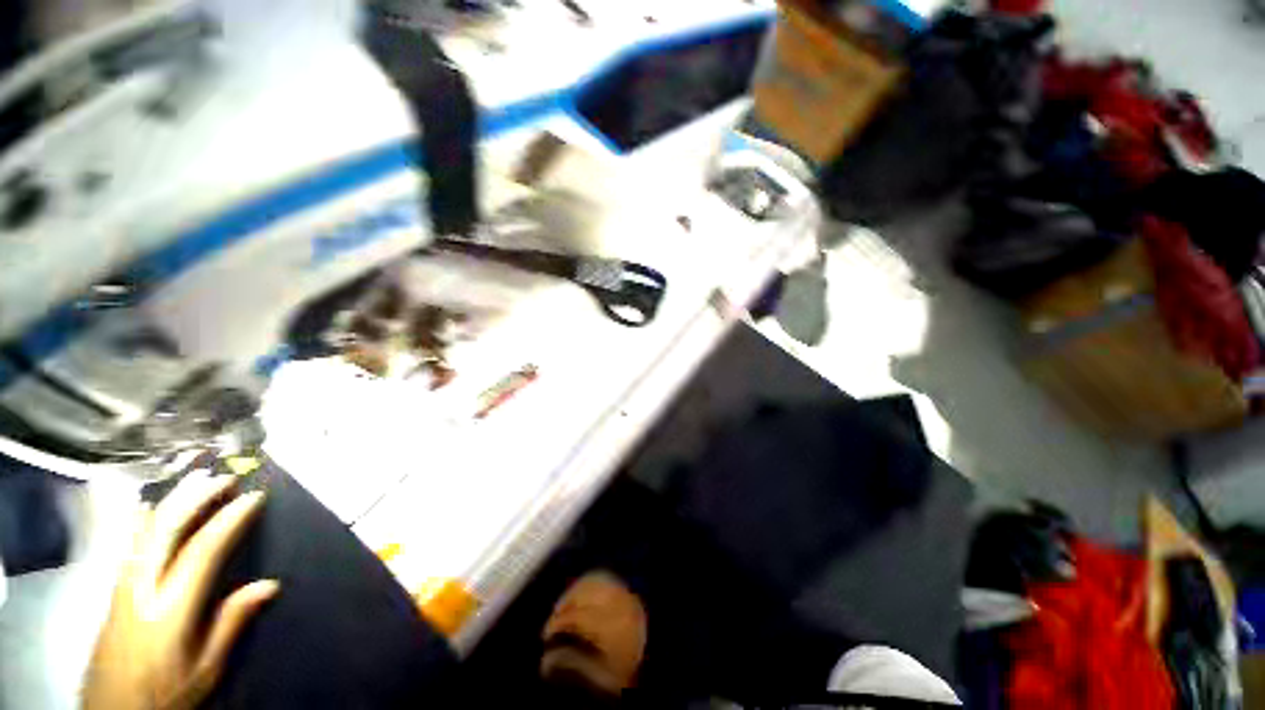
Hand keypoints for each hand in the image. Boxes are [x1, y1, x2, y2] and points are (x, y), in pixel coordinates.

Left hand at [83, 471, 278, 709]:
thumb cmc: (167, 692)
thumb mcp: (206, 669)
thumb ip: (231, 623)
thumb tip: (270, 584)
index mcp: (170, 608)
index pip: (202, 551)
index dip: (229, 520)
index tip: (253, 497)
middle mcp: (142, 588)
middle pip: (166, 530)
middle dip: (196, 497)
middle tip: (225, 477)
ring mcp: (123, 586)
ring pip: (144, 530)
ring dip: (172, 499)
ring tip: (195, 479)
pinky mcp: (114, 590)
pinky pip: (129, 543)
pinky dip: (144, 517)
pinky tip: (152, 505)